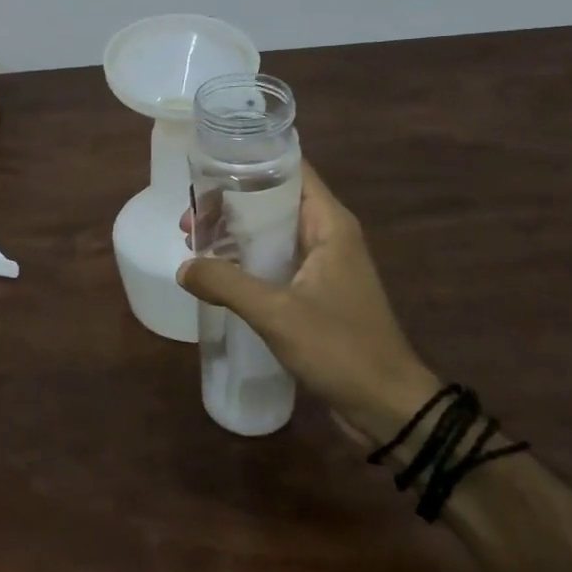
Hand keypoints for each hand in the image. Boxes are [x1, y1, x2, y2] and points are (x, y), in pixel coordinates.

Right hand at [178, 162, 437, 447]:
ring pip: (270, 232)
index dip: (249, 163)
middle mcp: (327, 235)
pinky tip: (217, 274)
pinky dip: (245, 260)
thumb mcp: (277, 313)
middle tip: (190, 219)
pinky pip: (274, 261)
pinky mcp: (315, 292)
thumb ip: (226, 284)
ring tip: (194, 244)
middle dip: (229, 204)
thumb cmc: (341, 348)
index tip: (207, 169)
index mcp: (329, 224)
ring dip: (234, 234)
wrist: (388, 407)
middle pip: (273, 200)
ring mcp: (322, 265)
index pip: (290, 170)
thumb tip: (183, 268)